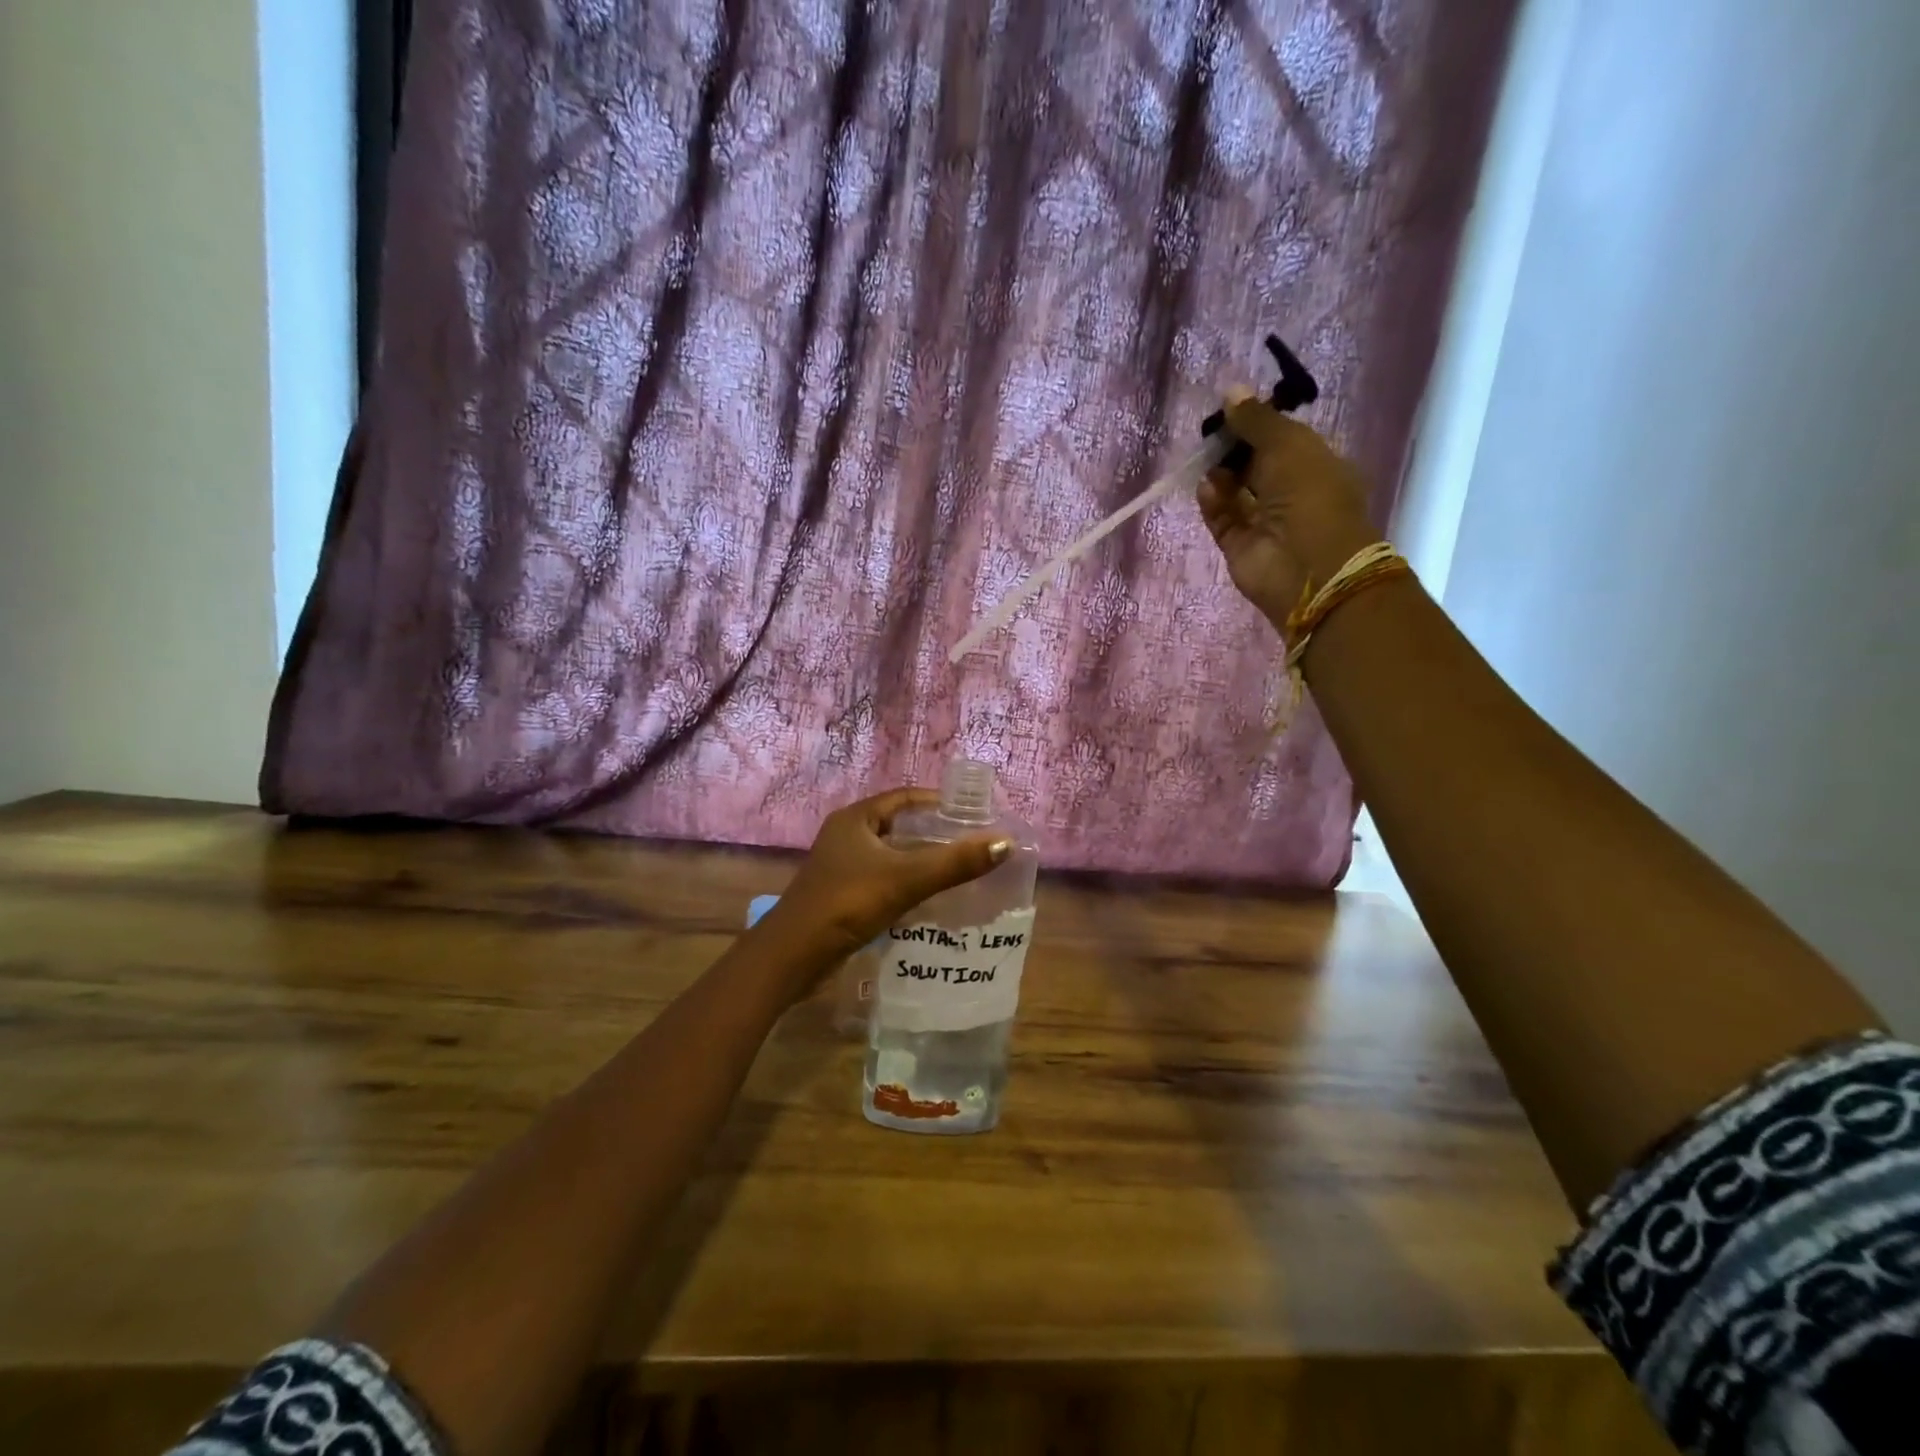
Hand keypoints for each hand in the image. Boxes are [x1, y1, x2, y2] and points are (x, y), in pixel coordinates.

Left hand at [770, 788, 1010, 966]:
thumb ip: (955, 862)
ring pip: (891, 855)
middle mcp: (846, 836)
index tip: (973, 813)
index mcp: (856, 819)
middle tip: (972, 843)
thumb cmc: (848, 903)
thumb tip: (1005, 843)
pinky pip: (883, 879)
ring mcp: (842, 866)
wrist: (794, 956)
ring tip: (959, 869)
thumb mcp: (906, 879)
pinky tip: (931, 899)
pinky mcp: (842, 894)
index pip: (904, 798)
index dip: (938, 802)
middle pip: (899, 826)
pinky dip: (907, 883)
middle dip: (934, 833)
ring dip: (921, 860)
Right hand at [1197, 397, 1382, 630]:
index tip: (1231, 410)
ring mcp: (1265, 523)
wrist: (1307, 567)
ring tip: (1205, 460)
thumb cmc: (1310, 496)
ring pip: (1236, 492)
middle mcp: (1292, 494)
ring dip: (1221, 474)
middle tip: (1211, 434)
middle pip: (1256, 465)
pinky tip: (1205, 486)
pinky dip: (1213, 502)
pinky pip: (1222, 519)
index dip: (1258, 425)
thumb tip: (1231, 391)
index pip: (1283, 440)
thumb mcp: (1288, 444)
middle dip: (1234, 449)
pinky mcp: (1240, 546)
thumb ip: (1256, 420)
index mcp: (1317, 466)